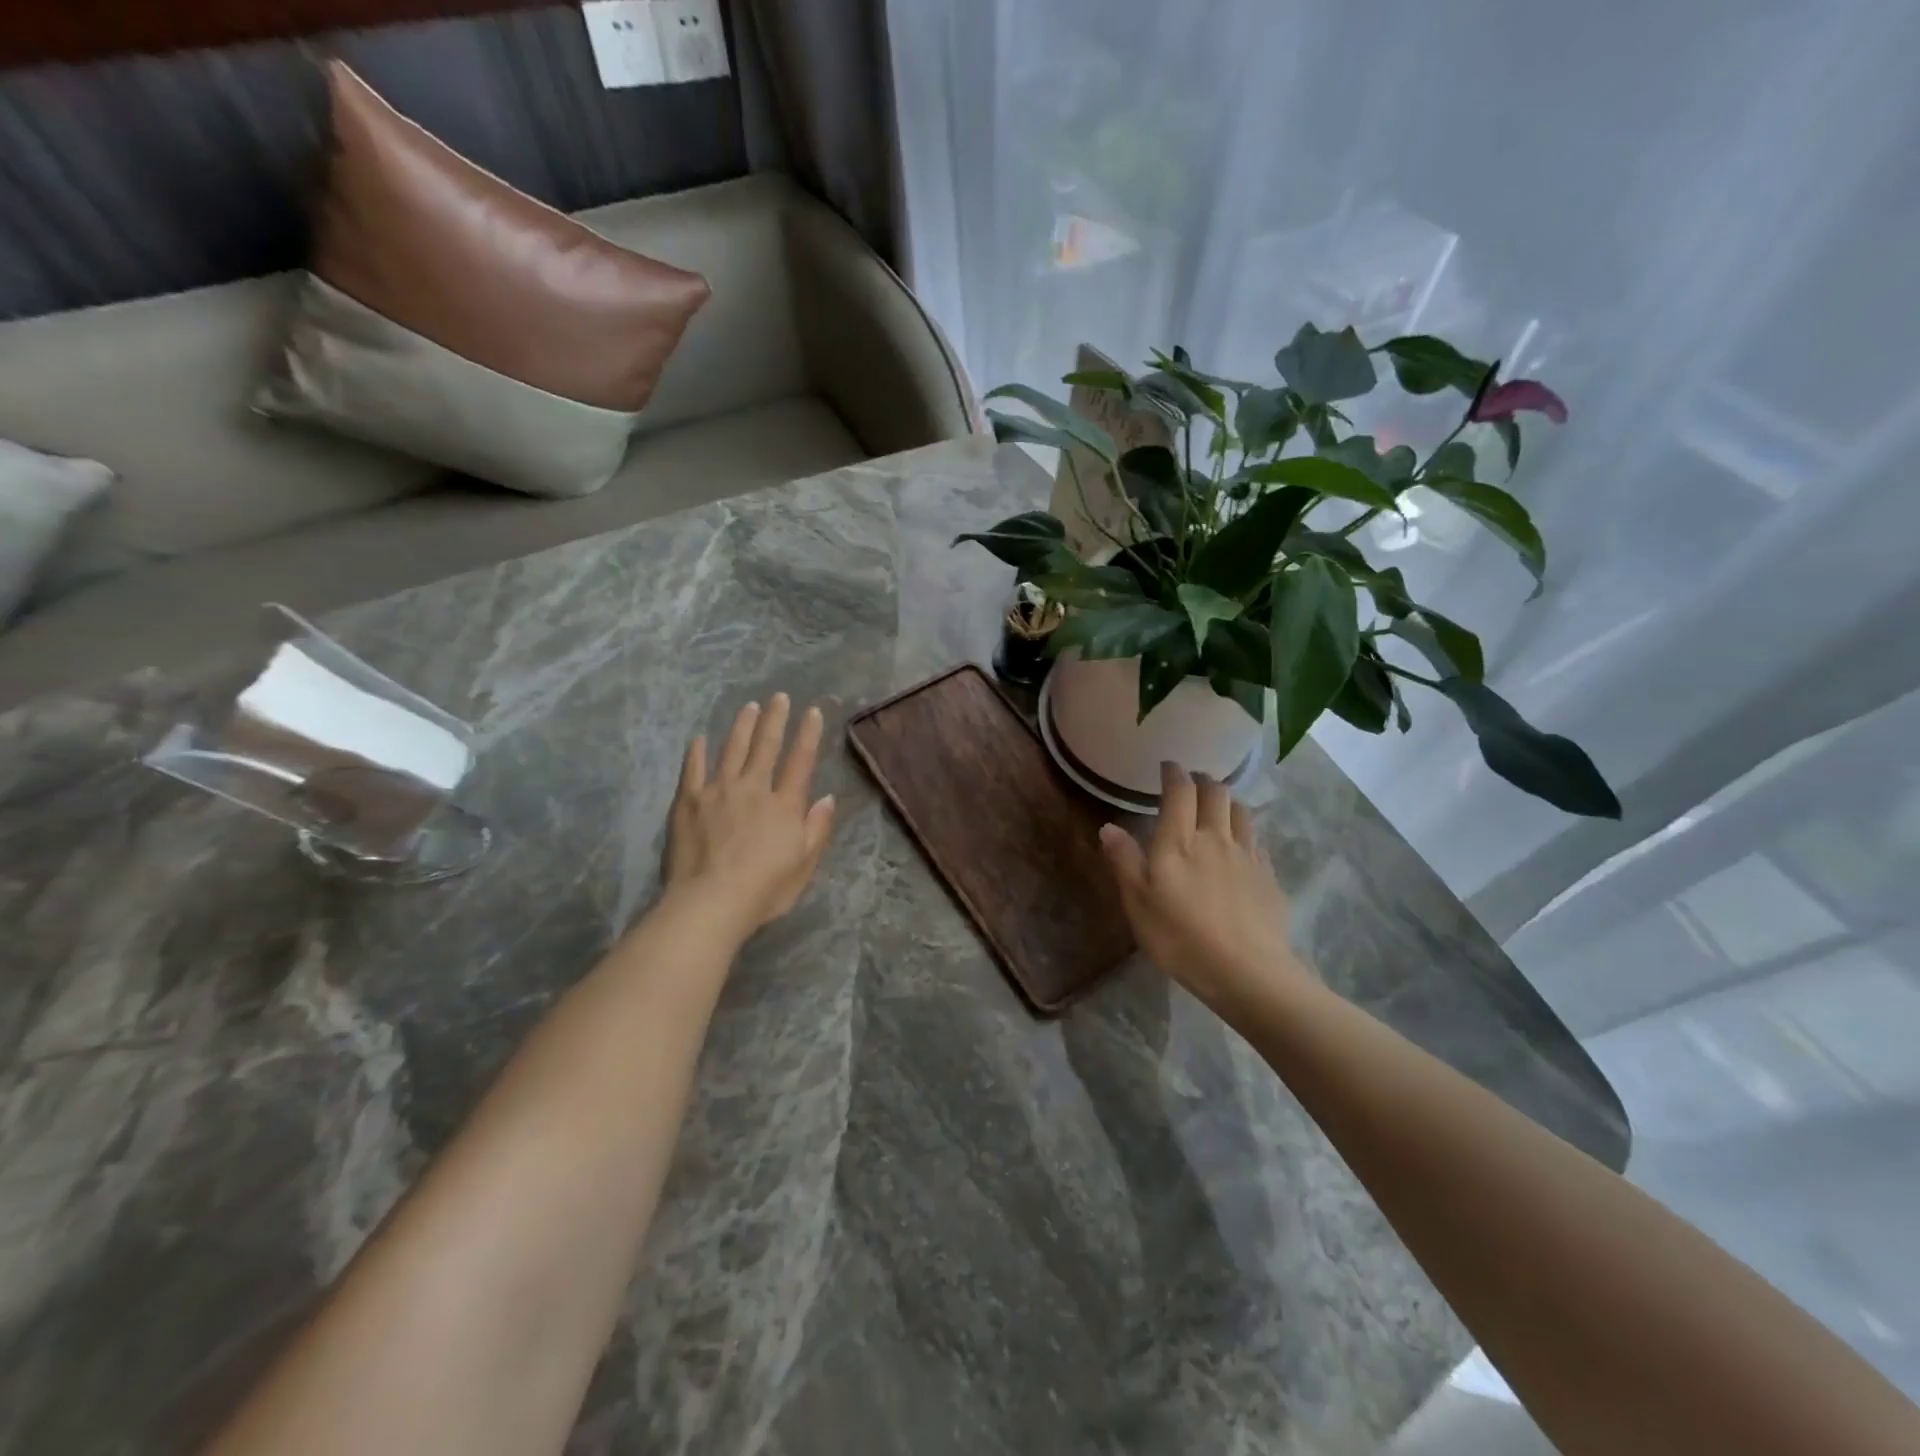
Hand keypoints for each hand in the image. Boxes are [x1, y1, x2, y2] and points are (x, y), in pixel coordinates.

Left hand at [666, 694, 836, 936]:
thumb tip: (827, 797)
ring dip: (742, 726)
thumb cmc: (764, 889)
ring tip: (749, 707)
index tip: (812, 712)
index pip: (800, 761)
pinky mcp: (687, 801)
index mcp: (784, 805)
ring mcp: (717, 791)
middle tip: (779, 697)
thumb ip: (816, 828)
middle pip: (766, 747)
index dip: (807, 735)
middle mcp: (753, 788)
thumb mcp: (804, 864)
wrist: (710, 902)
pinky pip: (693, 769)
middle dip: (775, 720)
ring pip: (732, 750)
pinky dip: (697, 752)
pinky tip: (699, 738)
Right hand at [1098, 762, 1308, 1015]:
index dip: (1174, 774)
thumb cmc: (1181, 938)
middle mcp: (1215, 837)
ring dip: (1228, 801)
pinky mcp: (1268, 877)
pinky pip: (1257, 840)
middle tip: (1193, 782)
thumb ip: (1124, 861)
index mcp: (1179, 841)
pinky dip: (1246, 831)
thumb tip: (1109, 827)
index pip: (1180, 792)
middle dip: (1204, 781)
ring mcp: (1247, 856)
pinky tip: (1242, 845)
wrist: (1247, 972)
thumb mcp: (1138, 903)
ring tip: (1219, 806)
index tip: (1168, 767)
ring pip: (1241, 812)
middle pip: (1216, 793)